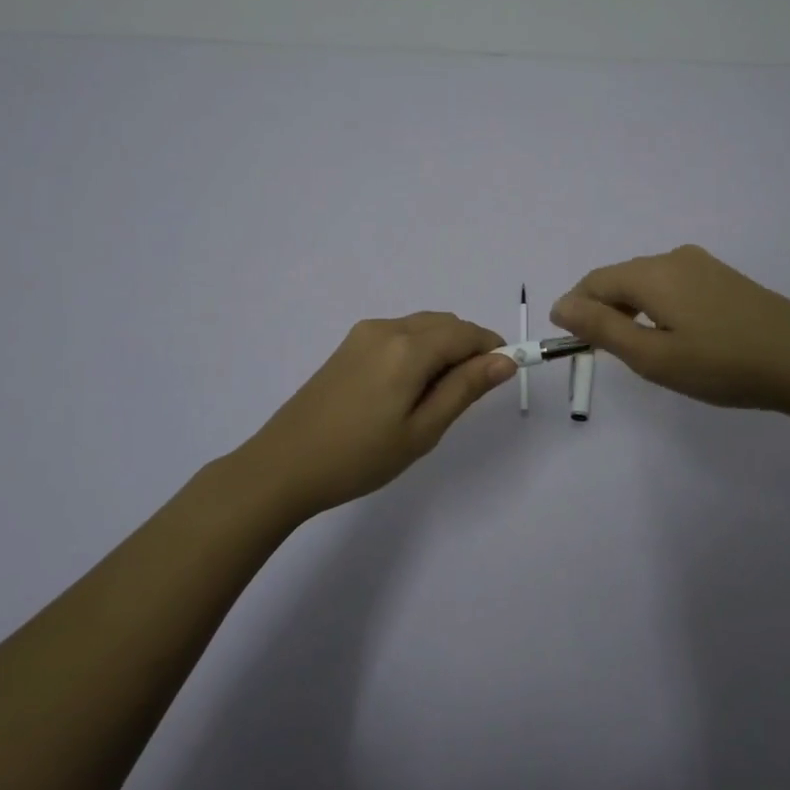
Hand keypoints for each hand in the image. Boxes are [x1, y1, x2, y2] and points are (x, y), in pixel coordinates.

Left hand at [234, 312, 514, 518]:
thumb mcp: (422, 430)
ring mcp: (364, 334)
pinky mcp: (348, 345)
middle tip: (468, 396)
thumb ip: (465, 389)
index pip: (467, 333)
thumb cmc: (360, 456)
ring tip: (435, 398)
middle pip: (445, 324)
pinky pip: (399, 335)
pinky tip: (406, 389)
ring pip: (422, 327)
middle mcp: (387, 328)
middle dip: (468, 348)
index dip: (493, 349)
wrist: (284, 465)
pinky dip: (418, 350)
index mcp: (408, 347)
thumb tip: (505, 360)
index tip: (504, 376)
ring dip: (443, 348)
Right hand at [552, 245, 789, 414]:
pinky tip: (675, 336)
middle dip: (603, 310)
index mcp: (652, 273)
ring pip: (648, 282)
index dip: (575, 308)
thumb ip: (602, 328)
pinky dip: (658, 307)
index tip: (569, 342)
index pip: (594, 281)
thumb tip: (561, 306)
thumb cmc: (722, 364)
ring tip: (639, 349)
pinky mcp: (724, 278)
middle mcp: (674, 258)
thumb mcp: (653, 356)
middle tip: (604, 353)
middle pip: (621, 278)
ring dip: (631, 310)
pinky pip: (674, 285)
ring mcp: (703, 265)